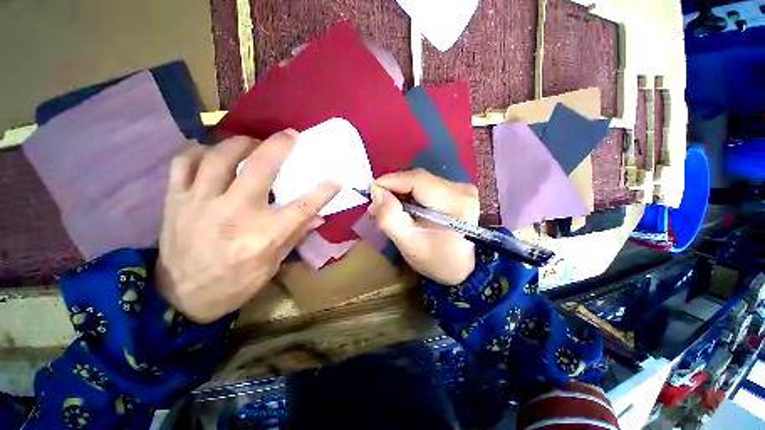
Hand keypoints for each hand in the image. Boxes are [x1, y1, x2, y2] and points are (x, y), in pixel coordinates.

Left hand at [156, 130, 339, 322]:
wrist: (181, 297)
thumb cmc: (235, 284)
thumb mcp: (272, 265)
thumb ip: (295, 235)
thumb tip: (318, 217)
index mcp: (264, 235)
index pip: (303, 206)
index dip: (324, 190)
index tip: (337, 177)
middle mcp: (234, 213)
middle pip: (260, 167)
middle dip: (280, 145)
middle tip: (291, 135)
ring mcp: (200, 202)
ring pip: (220, 155)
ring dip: (242, 143)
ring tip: (252, 143)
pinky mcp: (175, 200)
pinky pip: (184, 162)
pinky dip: (201, 152)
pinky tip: (213, 154)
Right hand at [368, 169, 478, 285]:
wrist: (462, 268)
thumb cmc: (435, 260)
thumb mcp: (408, 243)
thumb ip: (390, 217)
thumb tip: (376, 191)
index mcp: (454, 203)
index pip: (417, 180)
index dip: (390, 181)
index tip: (371, 192)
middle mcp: (461, 189)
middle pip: (418, 178)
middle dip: (394, 187)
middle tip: (377, 203)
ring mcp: (462, 189)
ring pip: (422, 181)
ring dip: (402, 190)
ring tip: (388, 205)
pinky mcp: (458, 192)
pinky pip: (428, 185)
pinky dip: (412, 193)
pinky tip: (405, 205)